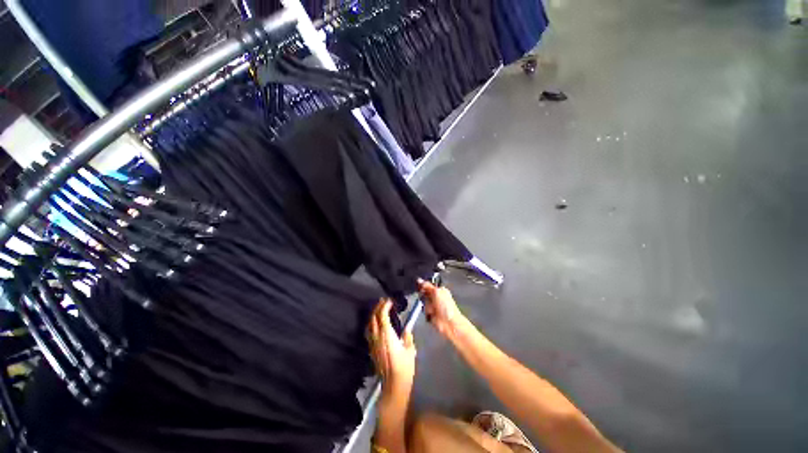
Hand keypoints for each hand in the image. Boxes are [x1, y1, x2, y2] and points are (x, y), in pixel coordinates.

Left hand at [367, 299, 416, 394]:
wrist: (393, 385)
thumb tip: (406, 329)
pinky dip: (371, 324)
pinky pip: (368, 332)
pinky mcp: (371, 350)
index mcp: (387, 334)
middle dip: (378, 307)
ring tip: (378, 309)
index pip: (382, 315)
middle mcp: (377, 337)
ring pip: (369, 325)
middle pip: (374, 318)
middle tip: (383, 301)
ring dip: (373, 315)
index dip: (385, 306)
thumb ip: (407, 337)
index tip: (389, 301)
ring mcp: (372, 343)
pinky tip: (374, 324)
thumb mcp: (410, 350)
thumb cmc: (404, 367)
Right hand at [418, 279, 467, 337]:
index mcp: (440, 290)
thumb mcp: (436, 292)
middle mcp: (437, 297)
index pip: (428, 285)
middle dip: (425, 298)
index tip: (422, 288)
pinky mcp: (431, 314)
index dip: (424, 287)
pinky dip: (427, 312)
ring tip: (433, 310)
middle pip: (424, 294)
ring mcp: (434, 306)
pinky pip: (424, 311)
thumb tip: (419, 280)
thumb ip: (427, 286)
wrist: (449, 323)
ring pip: (424, 303)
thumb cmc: (447, 307)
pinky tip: (432, 314)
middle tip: (430, 300)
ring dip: (427, 306)